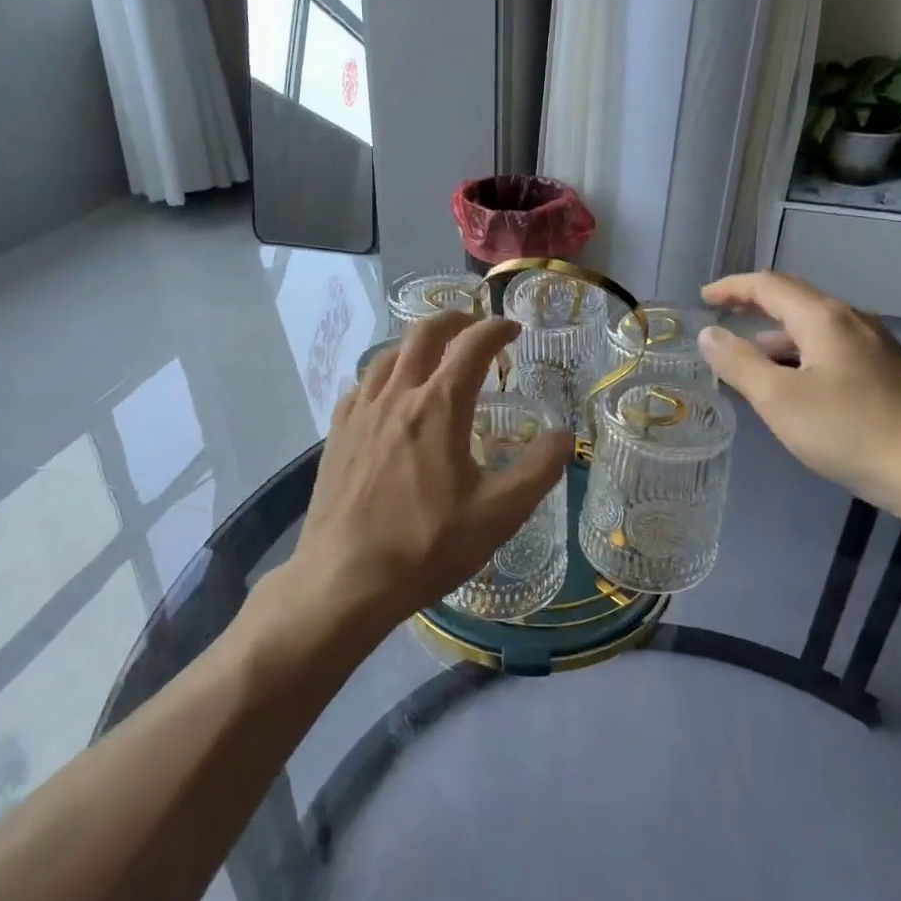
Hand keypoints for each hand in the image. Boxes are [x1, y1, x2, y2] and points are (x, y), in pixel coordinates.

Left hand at [261, 310, 573, 651]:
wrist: (345, 579)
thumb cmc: (426, 546)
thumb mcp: (498, 515)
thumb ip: (537, 471)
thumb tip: (564, 436)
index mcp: (438, 407)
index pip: (471, 346)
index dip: (496, 329)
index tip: (513, 330)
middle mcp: (396, 396)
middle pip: (423, 334)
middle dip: (454, 320)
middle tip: (475, 326)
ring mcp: (359, 413)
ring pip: (388, 356)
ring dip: (416, 344)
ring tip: (434, 356)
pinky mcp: (336, 434)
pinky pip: (362, 386)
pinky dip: (384, 375)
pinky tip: (388, 396)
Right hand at [696, 271, 900, 510]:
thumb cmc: (846, 429)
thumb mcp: (777, 398)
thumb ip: (738, 363)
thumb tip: (708, 334)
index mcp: (824, 318)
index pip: (769, 285)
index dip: (732, 287)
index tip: (702, 297)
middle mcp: (853, 320)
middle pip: (795, 300)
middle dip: (755, 305)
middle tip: (723, 316)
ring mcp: (876, 345)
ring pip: (816, 328)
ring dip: (778, 335)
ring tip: (752, 358)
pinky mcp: (888, 371)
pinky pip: (833, 349)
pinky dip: (801, 354)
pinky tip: (796, 383)